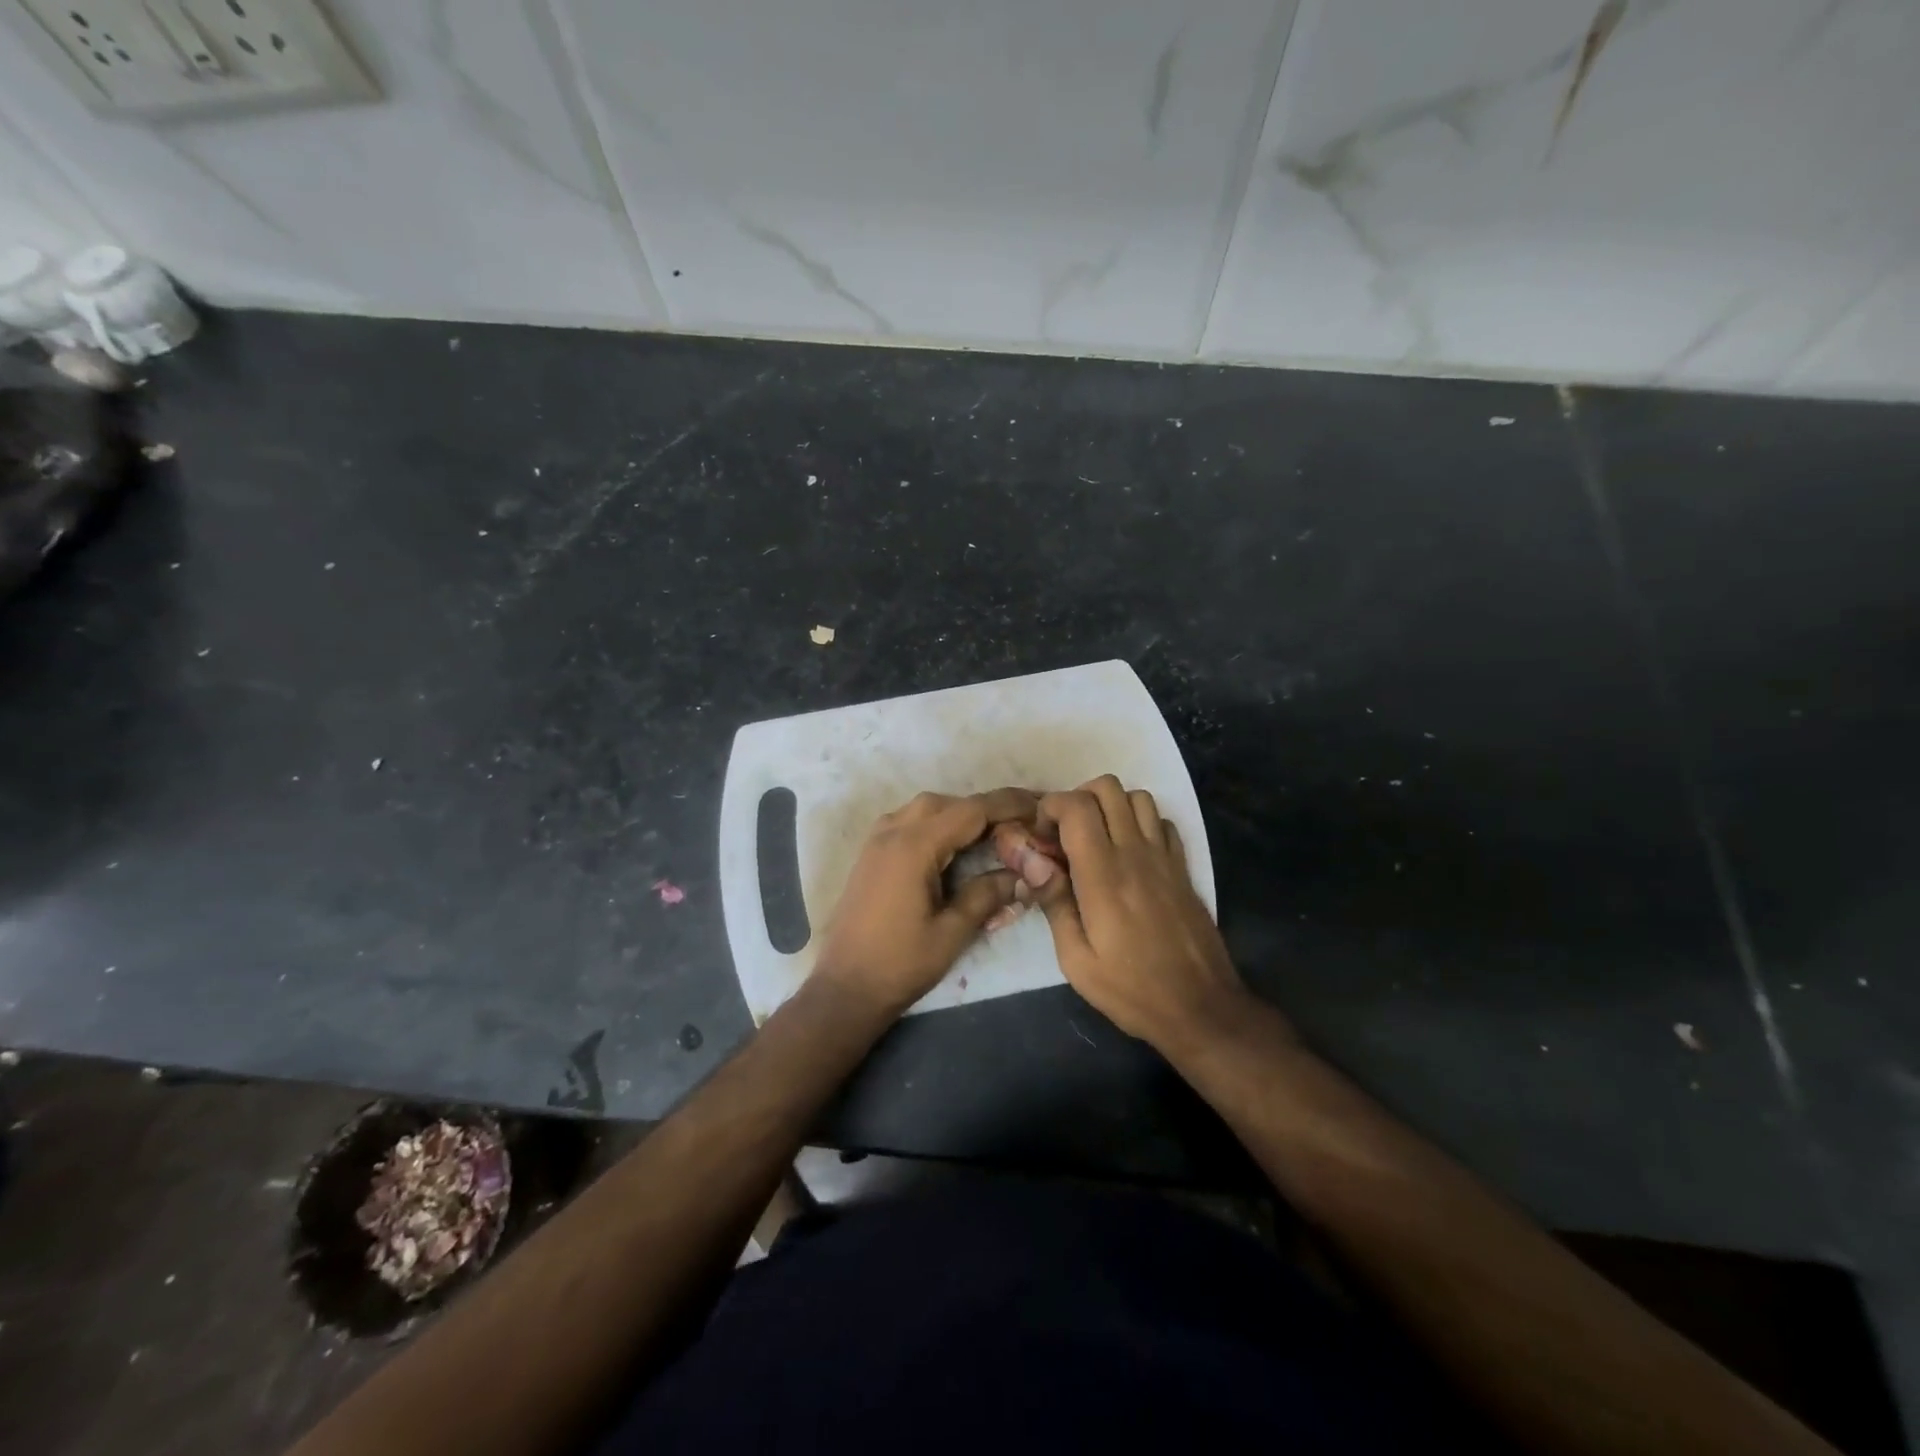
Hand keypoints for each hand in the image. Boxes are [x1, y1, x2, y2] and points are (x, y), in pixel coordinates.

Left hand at [814, 789, 1036, 1017]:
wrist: (844, 988)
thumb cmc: (900, 964)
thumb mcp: (952, 932)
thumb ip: (987, 895)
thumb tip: (1023, 874)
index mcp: (914, 846)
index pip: (971, 810)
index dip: (1008, 805)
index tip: (1039, 806)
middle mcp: (893, 832)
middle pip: (948, 803)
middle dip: (986, 810)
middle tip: (1019, 828)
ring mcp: (877, 841)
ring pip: (926, 809)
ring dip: (960, 815)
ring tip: (990, 837)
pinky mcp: (870, 854)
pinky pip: (908, 822)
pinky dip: (936, 824)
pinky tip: (952, 848)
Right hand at [1032, 776, 1260, 1054]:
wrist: (1201, 1008)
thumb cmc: (1131, 990)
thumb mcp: (1076, 959)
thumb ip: (1054, 902)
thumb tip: (1032, 861)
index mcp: (1103, 874)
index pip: (1076, 806)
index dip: (1050, 807)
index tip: (1040, 837)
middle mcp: (1135, 853)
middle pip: (1107, 787)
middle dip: (1077, 798)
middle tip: (1064, 834)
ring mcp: (1164, 857)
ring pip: (1137, 797)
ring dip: (1110, 806)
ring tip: (1096, 839)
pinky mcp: (1183, 868)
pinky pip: (1161, 822)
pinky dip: (1141, 823)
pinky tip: (1130, 853)